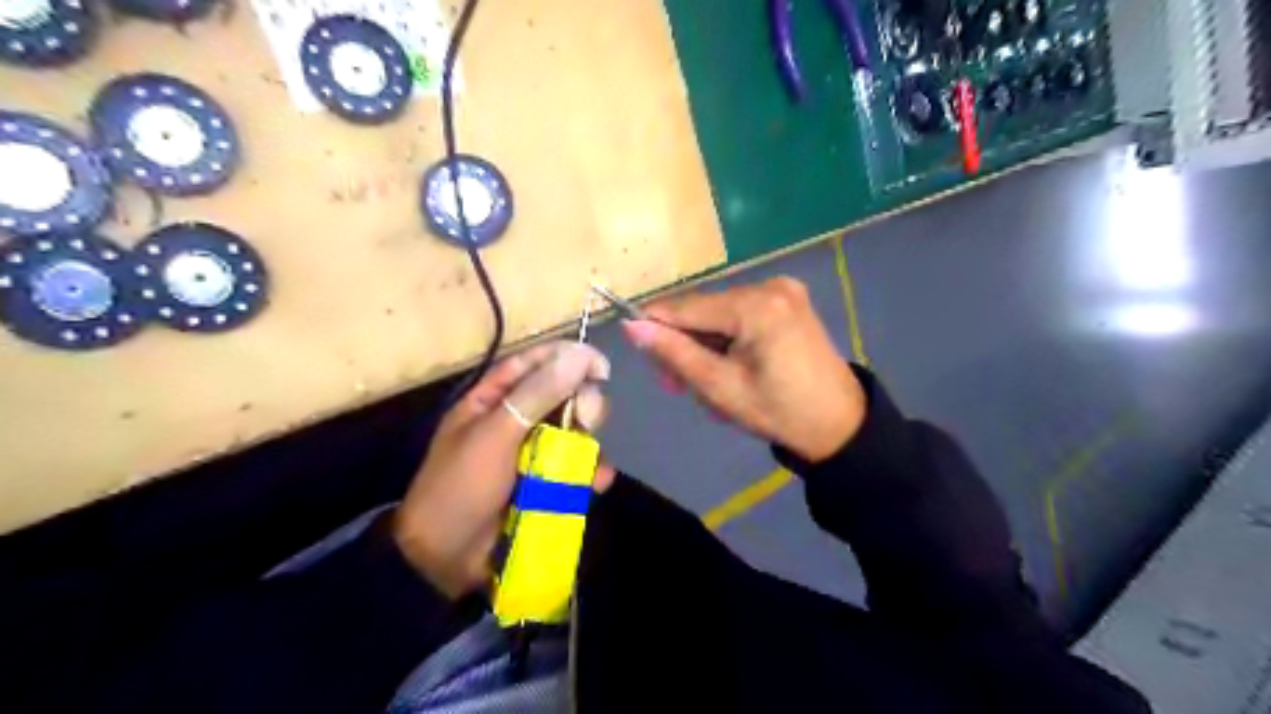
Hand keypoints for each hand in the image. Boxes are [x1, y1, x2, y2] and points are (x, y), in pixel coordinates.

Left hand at [397, 344, 614, 598]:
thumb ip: (536, 395)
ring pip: (575, 432)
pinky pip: (578, 468)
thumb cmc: (461, 487)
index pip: (534, 362)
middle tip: (586, 421)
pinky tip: (596, 482)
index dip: (567, 358)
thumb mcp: (495, 436)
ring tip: (589, 461)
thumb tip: (579, 356)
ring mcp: (533, 453)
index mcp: (493, 400)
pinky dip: (591, 473)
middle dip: (581, 404)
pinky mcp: (547, 484)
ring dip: (589, 443)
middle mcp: (516, 420)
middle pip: (562, 395)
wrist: (445, 560)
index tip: (601, 366)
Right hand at [625, 277, 869, 466]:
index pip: (686, 307)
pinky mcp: (788, 301)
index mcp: (756, 305)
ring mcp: (783, 290)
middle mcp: (770, 285)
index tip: (642, 356)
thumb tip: (631, 326)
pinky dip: (728, 340)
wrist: (839, 424)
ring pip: (719, 314)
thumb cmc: (778, 412)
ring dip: (706, 347)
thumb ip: (675, 353)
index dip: (655, 327)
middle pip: (703, 309)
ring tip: (709, 385)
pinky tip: (731, 368)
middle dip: (685, 345)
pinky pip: (740, 315)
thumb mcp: (720, 387)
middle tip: (677, 386)